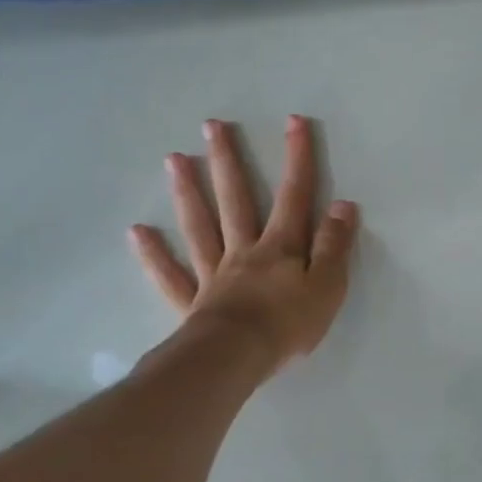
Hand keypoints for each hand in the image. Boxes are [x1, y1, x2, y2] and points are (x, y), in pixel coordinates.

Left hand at [129, 115, 357, 371]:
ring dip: (188, 192)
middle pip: (235, 200)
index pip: (294, 195)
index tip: (294, 121)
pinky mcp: (193, 302)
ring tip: (173, 159)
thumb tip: (343, 205)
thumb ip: (334, 245)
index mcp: (280, 247)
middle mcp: (244, 251)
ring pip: (199, 226)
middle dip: (228, 161)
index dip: (297, 158)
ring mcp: (214, 274)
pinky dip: (154, 254)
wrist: (236, 359)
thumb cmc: (288, 324)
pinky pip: (170, 275)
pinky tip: (138, 231)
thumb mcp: (327, 285)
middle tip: (212, 126)